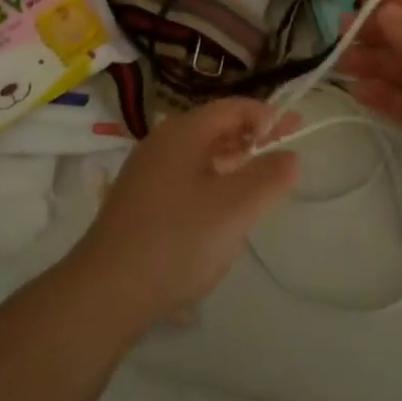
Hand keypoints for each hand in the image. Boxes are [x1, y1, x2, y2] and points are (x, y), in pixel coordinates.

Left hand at [68, 98, 299, 332]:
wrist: (106, 292)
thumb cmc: (178, 240)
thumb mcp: (236, 208)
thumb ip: (269, 177)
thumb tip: (289, 155)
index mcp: (184, 132)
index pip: (233, 107)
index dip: (267, 115)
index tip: (295, 130)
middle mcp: (161, 143)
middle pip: (215, 128)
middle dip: (252, 137)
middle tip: (285, 154)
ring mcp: (146, 173)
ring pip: (199, 156)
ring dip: (233, 161)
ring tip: (259, 182)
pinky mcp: (138, 202)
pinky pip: (184, 178)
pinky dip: (212, 182)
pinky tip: (221, 211)